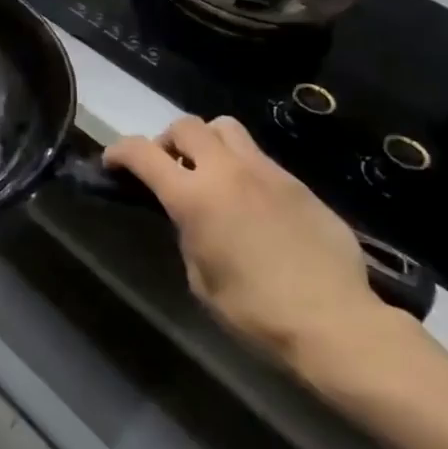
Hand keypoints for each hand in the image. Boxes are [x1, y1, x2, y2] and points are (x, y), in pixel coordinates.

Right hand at [105, 116, 404, 377]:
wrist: (335, 323)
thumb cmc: (255, 311)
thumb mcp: (200, 277)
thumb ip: (189, 232)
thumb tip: (192, 217)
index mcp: (193, 197)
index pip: (141, 152)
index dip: (119, 152)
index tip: (113, 163)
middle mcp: (226, 171)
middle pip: (186, 125)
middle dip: (168, 141)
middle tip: (169, 168)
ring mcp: (266, 172)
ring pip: (226, 128)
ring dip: (208, 143)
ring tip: (211, 173)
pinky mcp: (297, 184)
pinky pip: (260, 158)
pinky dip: (243, 168)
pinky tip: (252, 203)